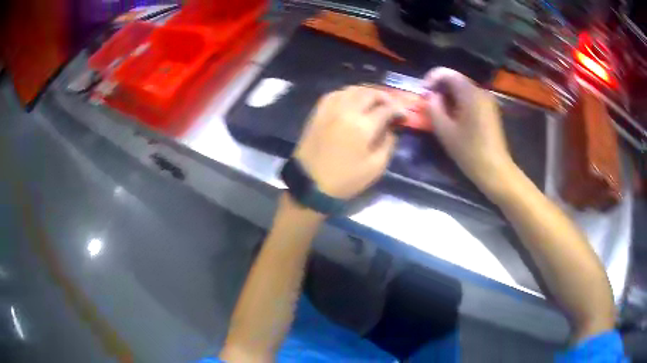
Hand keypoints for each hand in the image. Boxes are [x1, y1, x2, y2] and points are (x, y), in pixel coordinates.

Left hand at [295, 86, 401, 198]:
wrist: (310, 184)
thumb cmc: (345, 179)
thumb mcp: (375, 167)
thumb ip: (388, 143)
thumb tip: (391, 128)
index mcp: (362, 126)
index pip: (386, 108)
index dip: (398, 109)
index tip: (404, 115)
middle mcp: (346, 111)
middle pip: (369, 93)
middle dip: (384, 97)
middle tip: (391, 105)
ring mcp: (330, 109)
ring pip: (352, 89)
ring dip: (366, 92)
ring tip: (374, 101)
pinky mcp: (318, 112)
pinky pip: (335, 94)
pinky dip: (348, 93)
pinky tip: (352, 100)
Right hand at [423, 68, 515, 195]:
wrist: (495, 170)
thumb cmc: (469, 151)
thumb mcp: (445, 130)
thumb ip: (433, 107)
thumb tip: (430, 95)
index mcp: (470, 93)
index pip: (447, 73)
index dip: (431, 79)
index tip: (422, 93)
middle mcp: (480, 91)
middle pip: (455, 79)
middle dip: (439, 87)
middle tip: (428, 103)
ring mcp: (487, 101)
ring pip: (463, 89)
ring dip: (448, 95)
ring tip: (439, 111)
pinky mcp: (490, 110)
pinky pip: (470, 98)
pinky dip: (459, 102)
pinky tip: (453, 117)